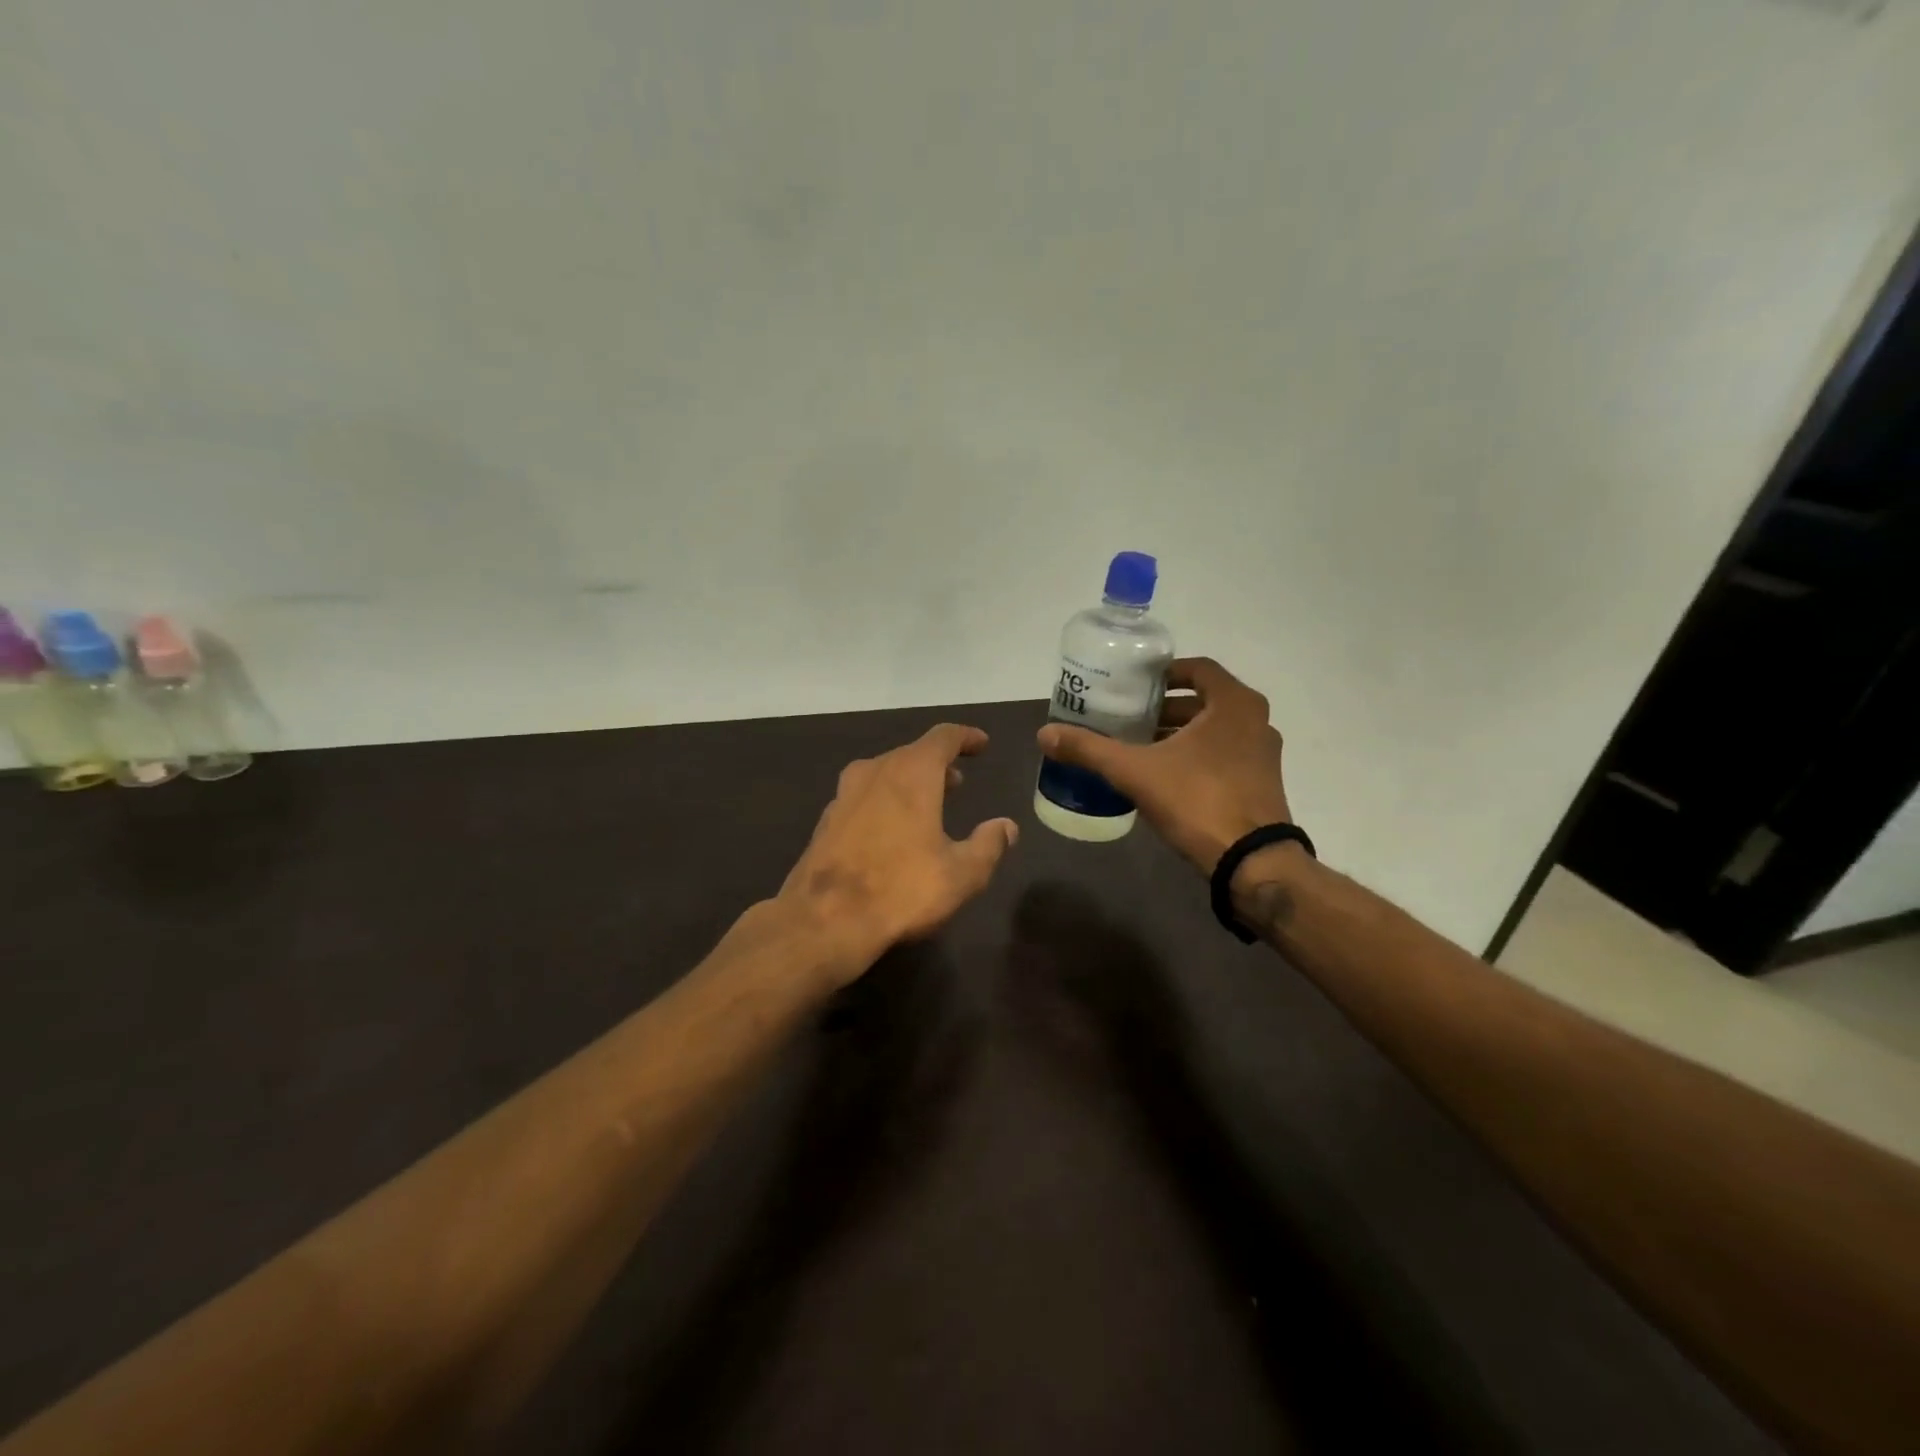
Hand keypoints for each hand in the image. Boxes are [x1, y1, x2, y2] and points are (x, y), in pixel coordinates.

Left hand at [777, 724, 1019, 980]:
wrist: (824, 920)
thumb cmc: (901, 889)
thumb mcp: (961, 874)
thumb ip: (988, 845)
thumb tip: (1006, 826)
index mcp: (912, 773)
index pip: (943, 738)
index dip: (966, 737)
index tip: (981, 744)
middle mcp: (875, 772)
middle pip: (911, 754)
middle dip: (937, 764)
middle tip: (957, 781)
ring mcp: (844, 795)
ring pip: (884, 774)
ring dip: (908, 782)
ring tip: (927, 803)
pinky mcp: (826, 821)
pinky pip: (863, 797)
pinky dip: (884, 802)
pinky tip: (889, 830)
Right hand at [1036, 657, 1291, 874]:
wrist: (1252, 862)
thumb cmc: (1197, 800)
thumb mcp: (1135, 772)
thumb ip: (1090, 750)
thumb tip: (1044, 733)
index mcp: (1234, 704)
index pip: (1198, 669)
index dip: (1164, 673)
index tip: (1135, 685)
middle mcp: (1256, 721)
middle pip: (1205, 701)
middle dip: (1166, 708)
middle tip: (1129, 717)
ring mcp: (1264, 754)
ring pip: (1215, 730)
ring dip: (1180, 733)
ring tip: (1141, 746)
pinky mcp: (1263, 784)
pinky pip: (1225, 755)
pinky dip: (1197, 755)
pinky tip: (1165, 776)